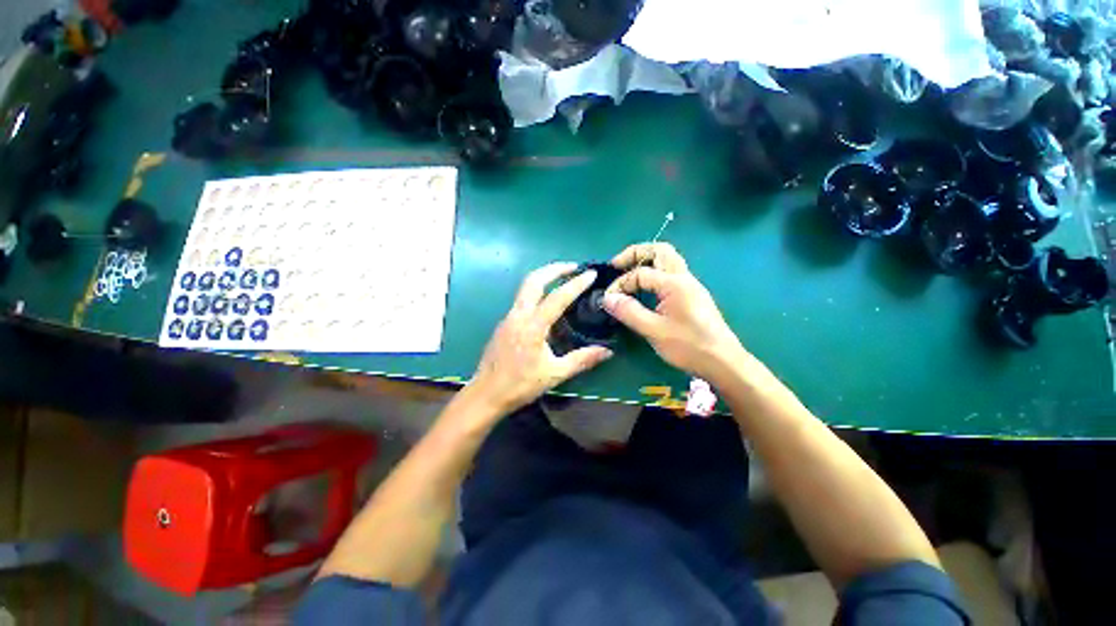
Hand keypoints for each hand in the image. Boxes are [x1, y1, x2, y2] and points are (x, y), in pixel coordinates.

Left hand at [469, 262, 613, 414]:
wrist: (485, 394)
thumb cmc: (520, 385)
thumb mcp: (555, 374)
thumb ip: (582, 360)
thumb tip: (607, 352)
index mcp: (532, 327)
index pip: (557, 298)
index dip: (576, 284)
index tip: (591, 274)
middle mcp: (518, 315)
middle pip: (534, 280)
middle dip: (554, 269)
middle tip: (574, 267)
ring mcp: (508, 317)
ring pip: (525, 287)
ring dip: (544, 277)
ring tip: (563, 277)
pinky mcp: (504, 323)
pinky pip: (522, 298)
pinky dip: (537, 290)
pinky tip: (546, 300)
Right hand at [602, 243, 747, 382]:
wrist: (722, 361)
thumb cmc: (688, 346)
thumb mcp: (654, 330)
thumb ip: (629, 312)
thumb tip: (607, 298)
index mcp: (674, 283)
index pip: (640, 273)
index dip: (621, 283)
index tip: (608, 299)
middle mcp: (684, 277)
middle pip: (659, 250)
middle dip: (636, 253)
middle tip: (617, 265)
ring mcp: (690, 285)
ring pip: (668, 259)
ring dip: (647, 260)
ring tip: (628, 273)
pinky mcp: (692, 294)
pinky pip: (671, 272)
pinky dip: (655, 272)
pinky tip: (645, 288)